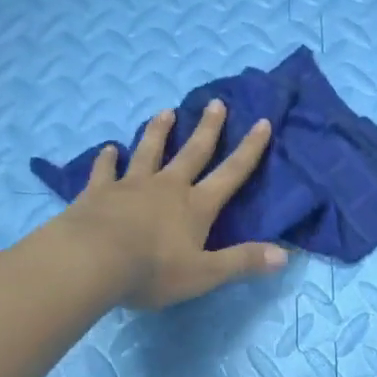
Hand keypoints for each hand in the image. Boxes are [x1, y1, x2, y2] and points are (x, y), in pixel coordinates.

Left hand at [57, 99, 287, 309]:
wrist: (92, 261)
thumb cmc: (152, 271)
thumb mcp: (204, 274)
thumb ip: (242, 262)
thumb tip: (284, 255)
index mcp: (195, 207)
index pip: (230, 174)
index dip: (249, 150)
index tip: (261, 122)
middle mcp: (167, 187)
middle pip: (192, 152)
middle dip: (207, 128)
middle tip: (216, 102)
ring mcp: (131, 186)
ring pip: (149, 151)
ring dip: (159, 131)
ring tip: (166, 112)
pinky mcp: (98, 191)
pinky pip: (105, 170)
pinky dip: (107, 159)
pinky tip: (108, 149)